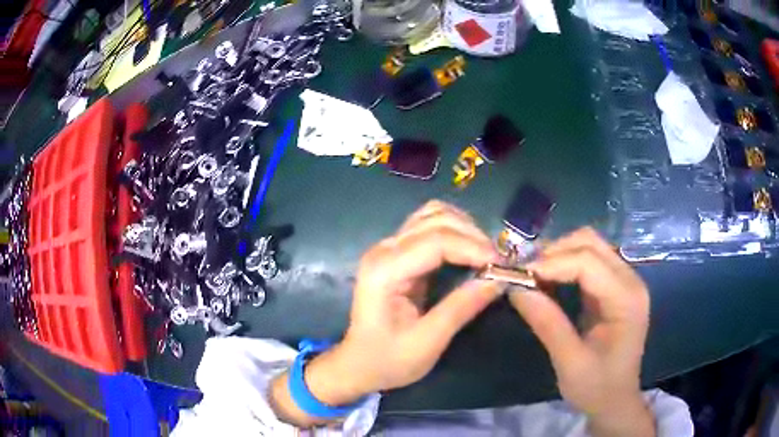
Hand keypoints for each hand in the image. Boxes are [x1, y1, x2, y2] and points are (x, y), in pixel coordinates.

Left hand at [270, 201, 501, 425]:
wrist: (358, 364)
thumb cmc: (388, 360)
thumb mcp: (427, 342)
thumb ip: (461, 307)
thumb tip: (498, 279)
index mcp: (385, 271)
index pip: (436, 241)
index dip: (473, 248)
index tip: (501, 265)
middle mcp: (384, 249)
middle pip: (435, 219)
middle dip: (472, 236)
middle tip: (497, 263)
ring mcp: (388, 247)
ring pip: (433, 215)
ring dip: (464, 228)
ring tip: (485, 256)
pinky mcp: (397, 252)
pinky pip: (429, 226)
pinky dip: (454, 231)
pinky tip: (469, 251)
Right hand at [509, 228, 654, 436]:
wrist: (615, 401)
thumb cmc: (597, 387)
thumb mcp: (569, 362)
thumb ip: (547, 323)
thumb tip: (515, 288)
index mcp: (627, 299)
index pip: (588, 262)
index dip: (552, 263)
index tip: (518, 276)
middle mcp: (630, 280)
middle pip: (591, 243)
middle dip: (554, 252)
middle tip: (524, 274)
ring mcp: (624, 281)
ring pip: (589, 246)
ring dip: (558, 255)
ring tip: (532, 276)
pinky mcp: (614, 287)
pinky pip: (588, 261)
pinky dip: (565, 264)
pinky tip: (547, 280)